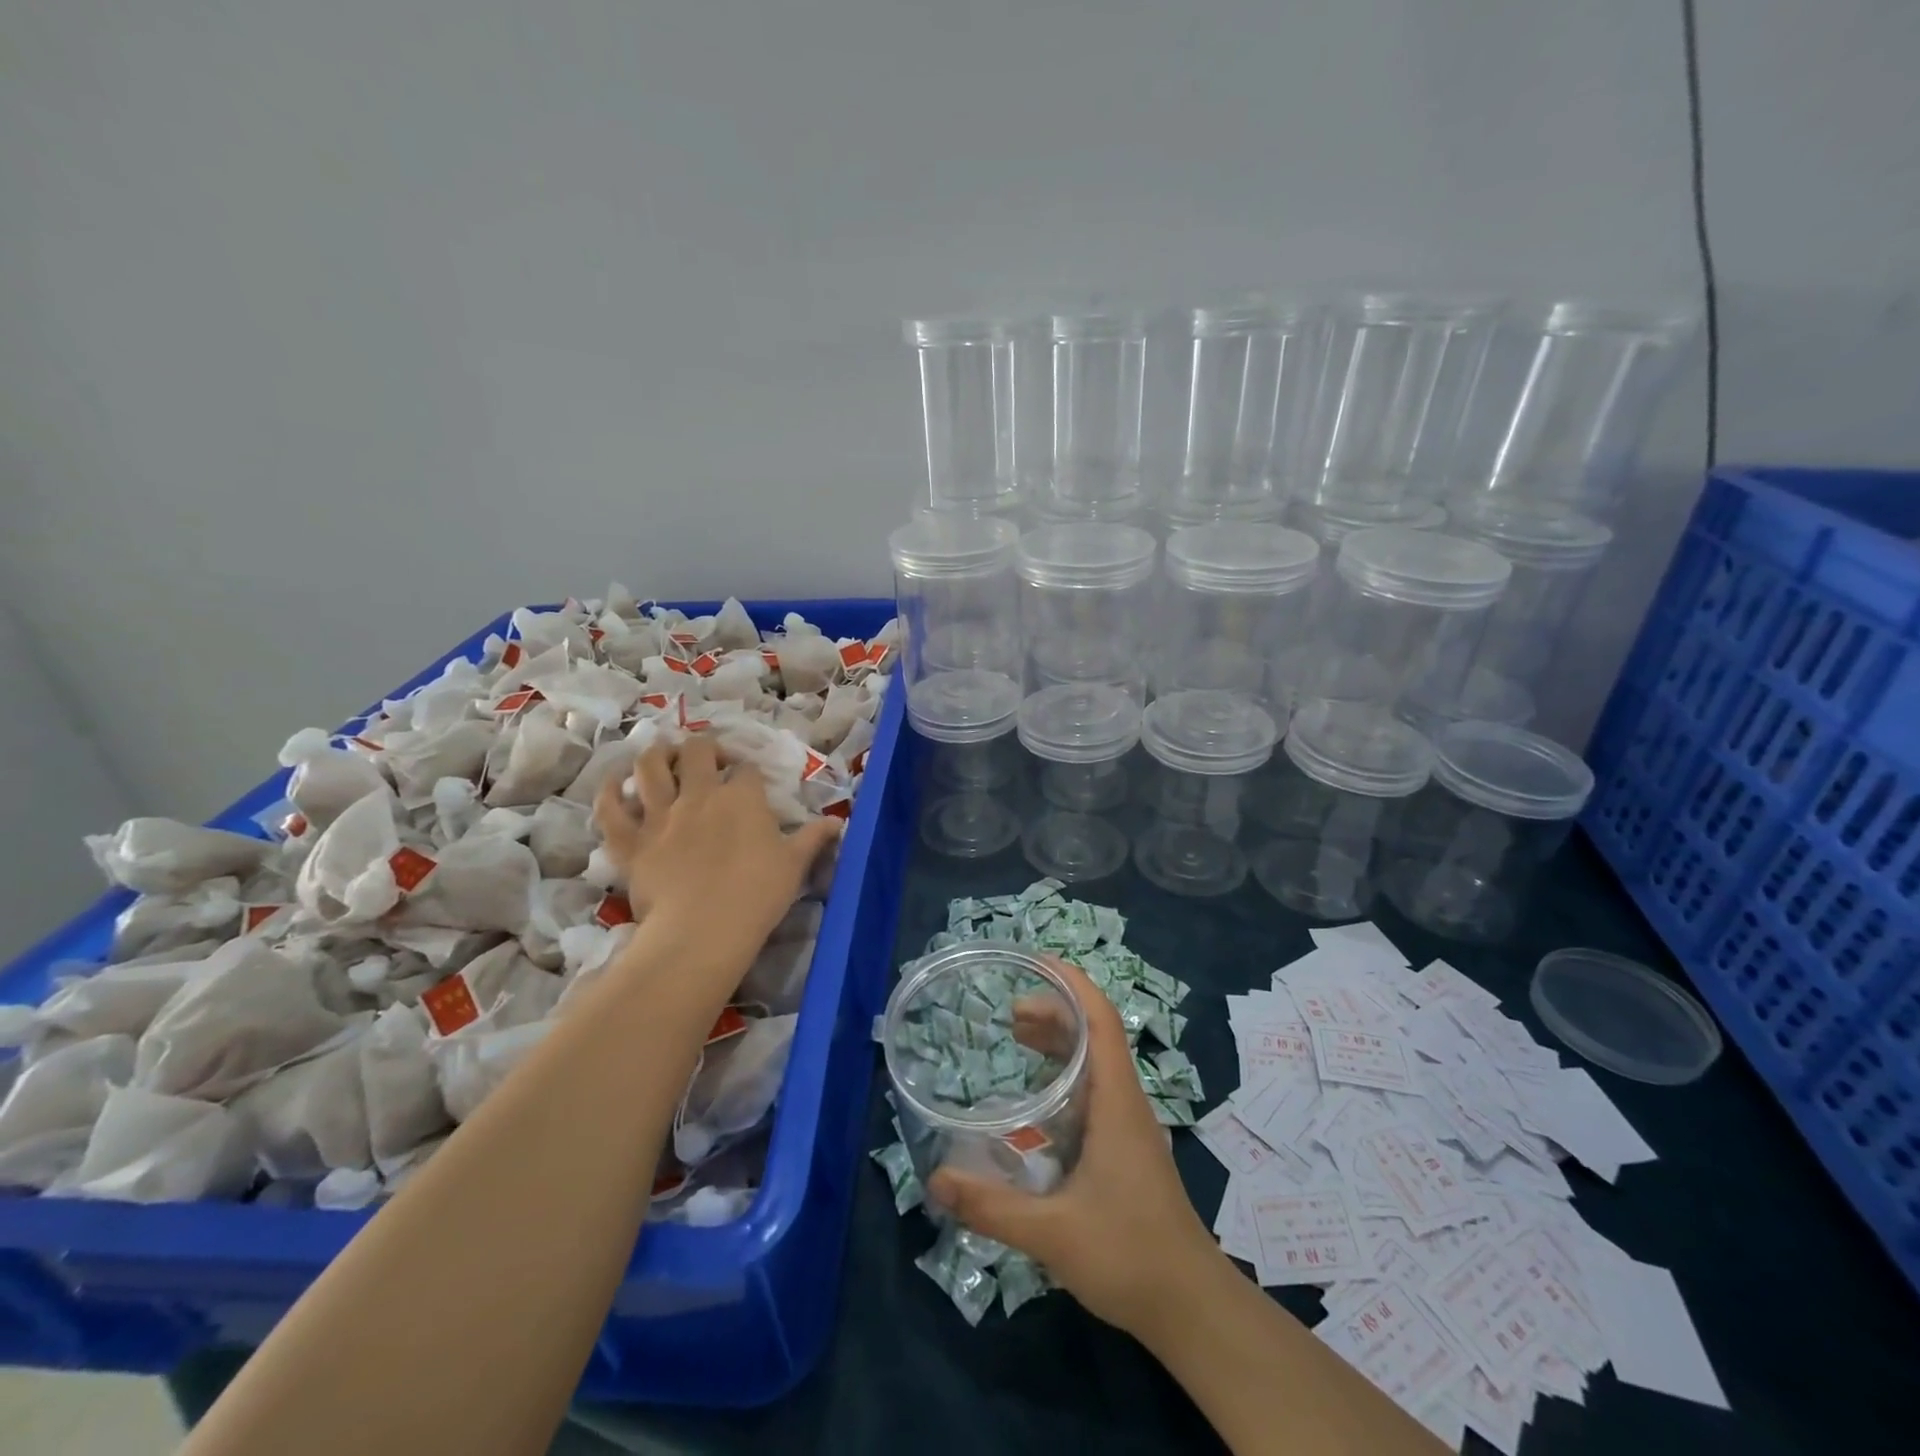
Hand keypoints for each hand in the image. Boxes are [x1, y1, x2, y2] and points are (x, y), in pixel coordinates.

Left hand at [592, 738, 839, 962]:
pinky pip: (610, 807)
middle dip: (702, 749)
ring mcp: (660, 815)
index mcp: (742, 797)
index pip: (746, 769)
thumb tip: (837, 823)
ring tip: (661, 758)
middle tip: (706, 761)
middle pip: (695, 752)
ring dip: (655, 755)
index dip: (748, 772)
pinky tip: (615, 784)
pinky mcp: (630, 840)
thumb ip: (814, 838)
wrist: (703, 930)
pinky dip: (610, 791)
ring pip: (649, 767)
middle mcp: (699, 794)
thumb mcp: (795, 865)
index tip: (751, 784)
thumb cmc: (757, 895)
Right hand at [927, 957, 1220, 1339]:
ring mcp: (1128, 1124)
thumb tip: (935, 1180)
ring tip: (1016, 1036)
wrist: (1191, 1306)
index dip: (1073, 983)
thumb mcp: (1053, 1233)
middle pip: (1095, 1032)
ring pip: (1095, 1060)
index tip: (1037, 962)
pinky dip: (1066, 1072)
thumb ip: (992, 1207)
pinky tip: (1038, 1097)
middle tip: (1009, 1012)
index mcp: (1117, 1101)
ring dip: (1060, 1039)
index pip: (1101, 1019)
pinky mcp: (1125, 1146)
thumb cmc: (1129, 1256)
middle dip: (1055, 1010)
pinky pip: (1094, 1087)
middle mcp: (1125, 1101)